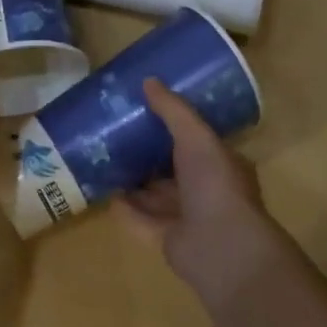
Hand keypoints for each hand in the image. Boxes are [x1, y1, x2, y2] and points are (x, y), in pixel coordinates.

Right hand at [122, 79, 291, 300]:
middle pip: (174, 170)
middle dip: (150, 155)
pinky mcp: (168, 240)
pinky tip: (105, 193)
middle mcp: (207, 191)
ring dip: (136, 182)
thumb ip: (172, 111)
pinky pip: (141, 221)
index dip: (175, 128)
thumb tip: (148, 81)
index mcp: (222, 165)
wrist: (218, 245)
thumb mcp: (196, 137)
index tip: (148, 112)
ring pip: (157, 196)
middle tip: (119, 134)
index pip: (198, 143)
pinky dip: (125, 209)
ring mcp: (187, 219)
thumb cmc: (214, 184)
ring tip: (106, 161)